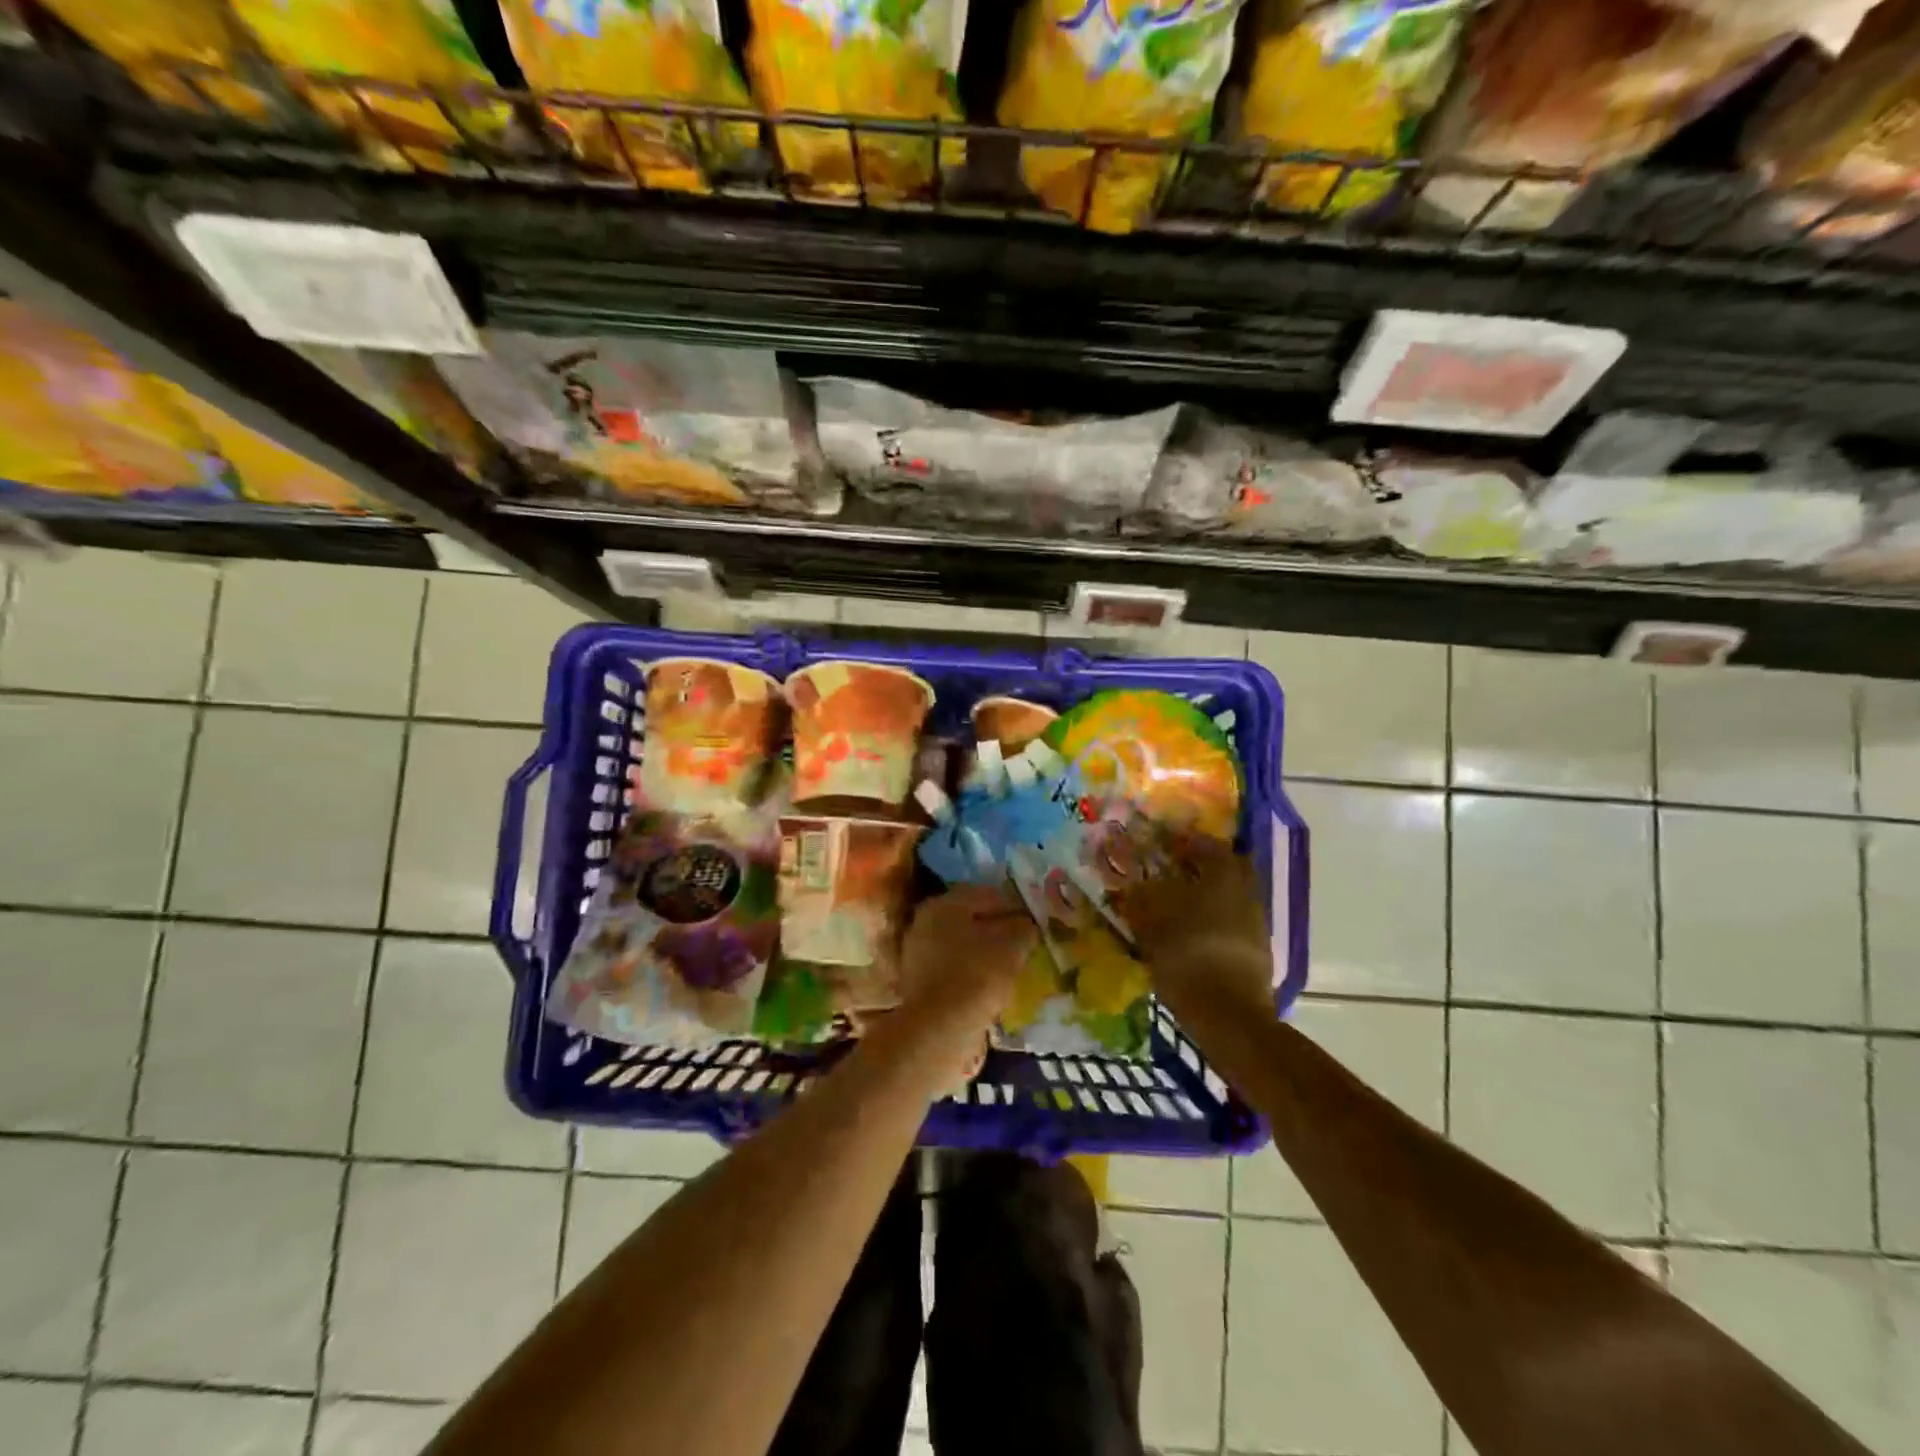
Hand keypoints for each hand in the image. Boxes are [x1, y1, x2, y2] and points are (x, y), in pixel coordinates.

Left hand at [895, 883, 1036, 1043]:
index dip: (1013, 904)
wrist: (940, 1029)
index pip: (986, 894)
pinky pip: (953, 969)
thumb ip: (1022, 929)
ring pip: (961, 945)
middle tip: (1023, 941)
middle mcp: (925, 922)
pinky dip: (972, 973)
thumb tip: (1026, 925)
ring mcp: (918, 953)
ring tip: (1011, 965)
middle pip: (970, 919)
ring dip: (985, 952)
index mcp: (944, 904)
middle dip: (997, 928)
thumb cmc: (977, 976)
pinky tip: (991, 985)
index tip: (1034, 920)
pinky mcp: (919, 983)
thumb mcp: (1011, 946)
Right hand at [1113, 835, 1273, 1021]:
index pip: (1207, 844)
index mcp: (1224, 875)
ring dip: (1208, 896)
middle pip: (1226, 869)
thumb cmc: (1188, 955)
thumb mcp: (1153, 922)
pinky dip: (1215, 922)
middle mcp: (1246, 892)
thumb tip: (1134, 884)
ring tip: (1178, 907)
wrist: (1228, 1015)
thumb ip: (1142, 898)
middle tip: (1174, 873)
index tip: (1163, 847)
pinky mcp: (1257, 952)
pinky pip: (1233, 923)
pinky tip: (1192, 935)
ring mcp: (1256, 923)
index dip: (1184, 843)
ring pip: (1230, 897)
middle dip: (1203, 868)